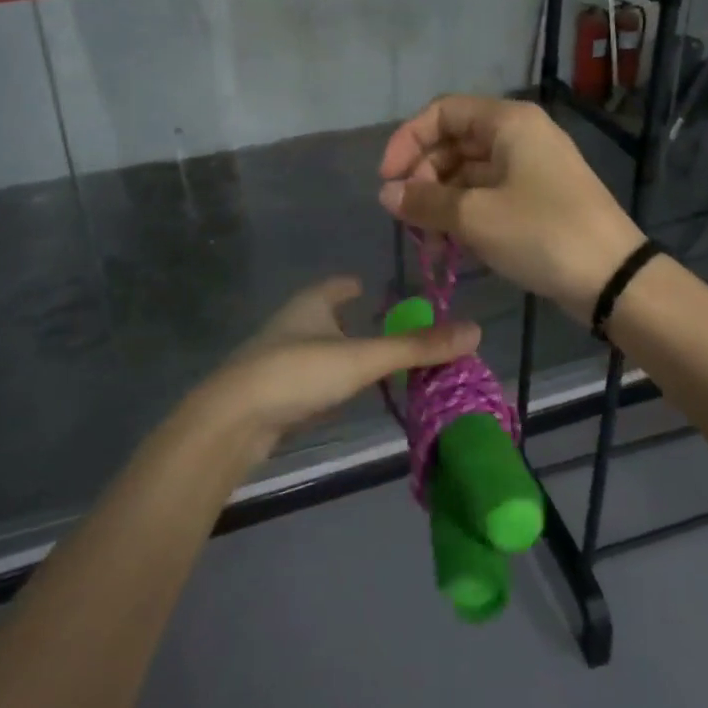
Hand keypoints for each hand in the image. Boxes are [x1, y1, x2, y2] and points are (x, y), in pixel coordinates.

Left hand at [188, 277, 477, 456]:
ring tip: (370, 363)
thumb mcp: (363, 358)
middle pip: (325, 317)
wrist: (232, 422)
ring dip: (340, 354)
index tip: (369, 287)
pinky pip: (308, 381)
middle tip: (385, 329)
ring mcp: (277, 360)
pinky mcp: (271, 395)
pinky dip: (327, 383)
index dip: (353, 285)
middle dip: (350, 321)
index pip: (336, 286)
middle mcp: (292, 325)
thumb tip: (475, 330)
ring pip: (316, 350)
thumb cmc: (298, 373)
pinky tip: (340, 396)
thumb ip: (416, 347)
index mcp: (310, 304)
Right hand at [379, 96, 645, 319]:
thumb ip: (425, 201)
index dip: (407, 141)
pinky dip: (466, 213)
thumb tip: (386, 194)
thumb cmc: (541, 233)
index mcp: (508, 122)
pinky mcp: (537, 198)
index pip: (442, 112)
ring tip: (427, 240)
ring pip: (469, 172)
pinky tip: (451, 244)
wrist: (612, 277)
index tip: (388, 181)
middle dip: (424, 177)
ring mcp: (531, 168)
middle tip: (407, 217)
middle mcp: (520, 135)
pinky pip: (489, 194)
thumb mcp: (475, 217)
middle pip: (454, 142)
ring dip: (442, 201)